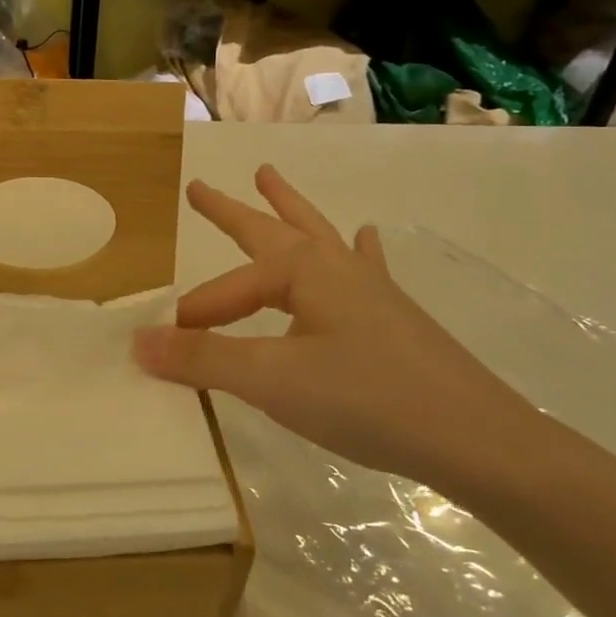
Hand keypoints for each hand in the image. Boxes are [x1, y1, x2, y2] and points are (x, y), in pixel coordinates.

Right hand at [133, 166, 532, 496]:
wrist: (475, 439)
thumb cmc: (366, 399)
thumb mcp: (272, 380)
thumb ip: (203, 359)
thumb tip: (139, 341)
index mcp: (304, 270)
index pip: (229, 289)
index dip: (196, 317)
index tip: (168, 348)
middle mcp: (335, 266)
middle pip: (271, 228)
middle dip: (232, 211)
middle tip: (201, 187)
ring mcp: (369, 287)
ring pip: (316, 235)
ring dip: (288, 208)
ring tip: (269, 177)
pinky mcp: (394, 315)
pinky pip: (365, 267)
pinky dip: (357, 249)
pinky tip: (367, 237)